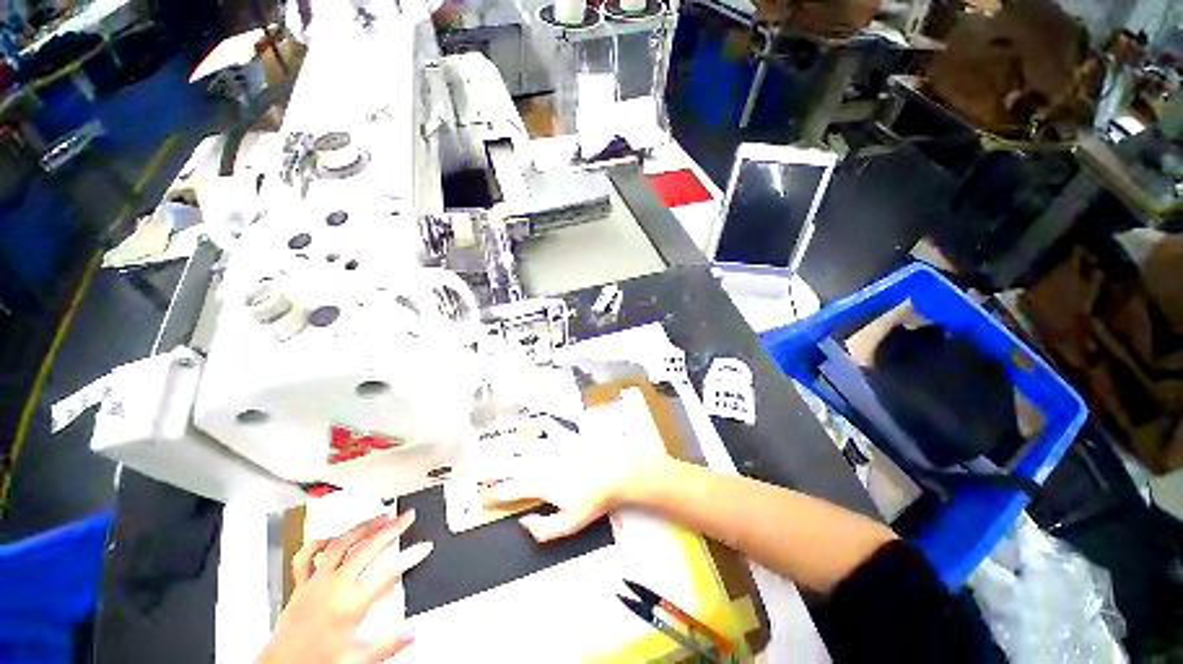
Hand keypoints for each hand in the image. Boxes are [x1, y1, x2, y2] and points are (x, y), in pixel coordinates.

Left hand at [258, 511, 432, 663]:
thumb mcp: (355, 660)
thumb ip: (386, 644)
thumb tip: (412, 632)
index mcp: (349, 606)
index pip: (388, 574)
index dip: (410, 558)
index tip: (424, 547)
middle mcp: (333, 588)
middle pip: (367, 549)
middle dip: (391, 530)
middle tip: (407, 517)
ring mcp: (315, 583)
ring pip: (341, 544)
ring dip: (362, 527)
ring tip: (379, 516)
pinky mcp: (300, 585)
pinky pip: (307, 556)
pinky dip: (320, 542)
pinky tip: (333, 535)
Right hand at [479, 440, 667, 541]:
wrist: (616, 469)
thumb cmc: (593, 498)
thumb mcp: (570, 524)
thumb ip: (543, 530)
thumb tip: (524, 523)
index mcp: (537, 484)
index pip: (506, 490)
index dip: (491, 495)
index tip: (481, 498)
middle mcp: (538, 462)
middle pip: (507, 465)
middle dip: (487, 469)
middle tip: (470, 470)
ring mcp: (551, 446)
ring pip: (521, 446)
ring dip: (504, 449)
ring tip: (491, 449)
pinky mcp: (564, 435)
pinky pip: (545, 428)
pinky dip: (535, 427)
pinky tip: (529, 425)